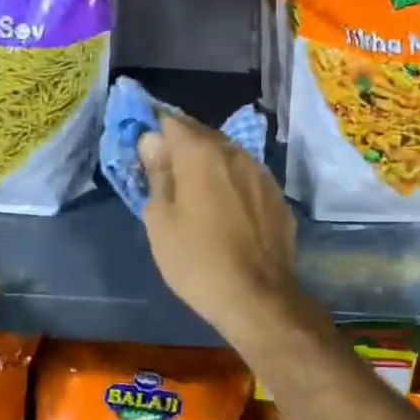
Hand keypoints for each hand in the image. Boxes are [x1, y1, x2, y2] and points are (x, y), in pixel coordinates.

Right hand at [138, 113, 309, 347]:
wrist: (258, 298)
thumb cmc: (197, 260)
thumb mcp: (160, 221)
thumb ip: (157, 174)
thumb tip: (152, 142)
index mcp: (201, 153)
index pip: (171, 122)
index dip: (153, 131)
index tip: (143, 150)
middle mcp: (235, 152)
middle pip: (201, 135)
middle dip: (180, 146)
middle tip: (164, 172)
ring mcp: (261, 174)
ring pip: (227, 155)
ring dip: (208, 164)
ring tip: (194, 191)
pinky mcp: (277, 197)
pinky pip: (246, 178)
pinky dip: (231, 184)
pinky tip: (224, 209)